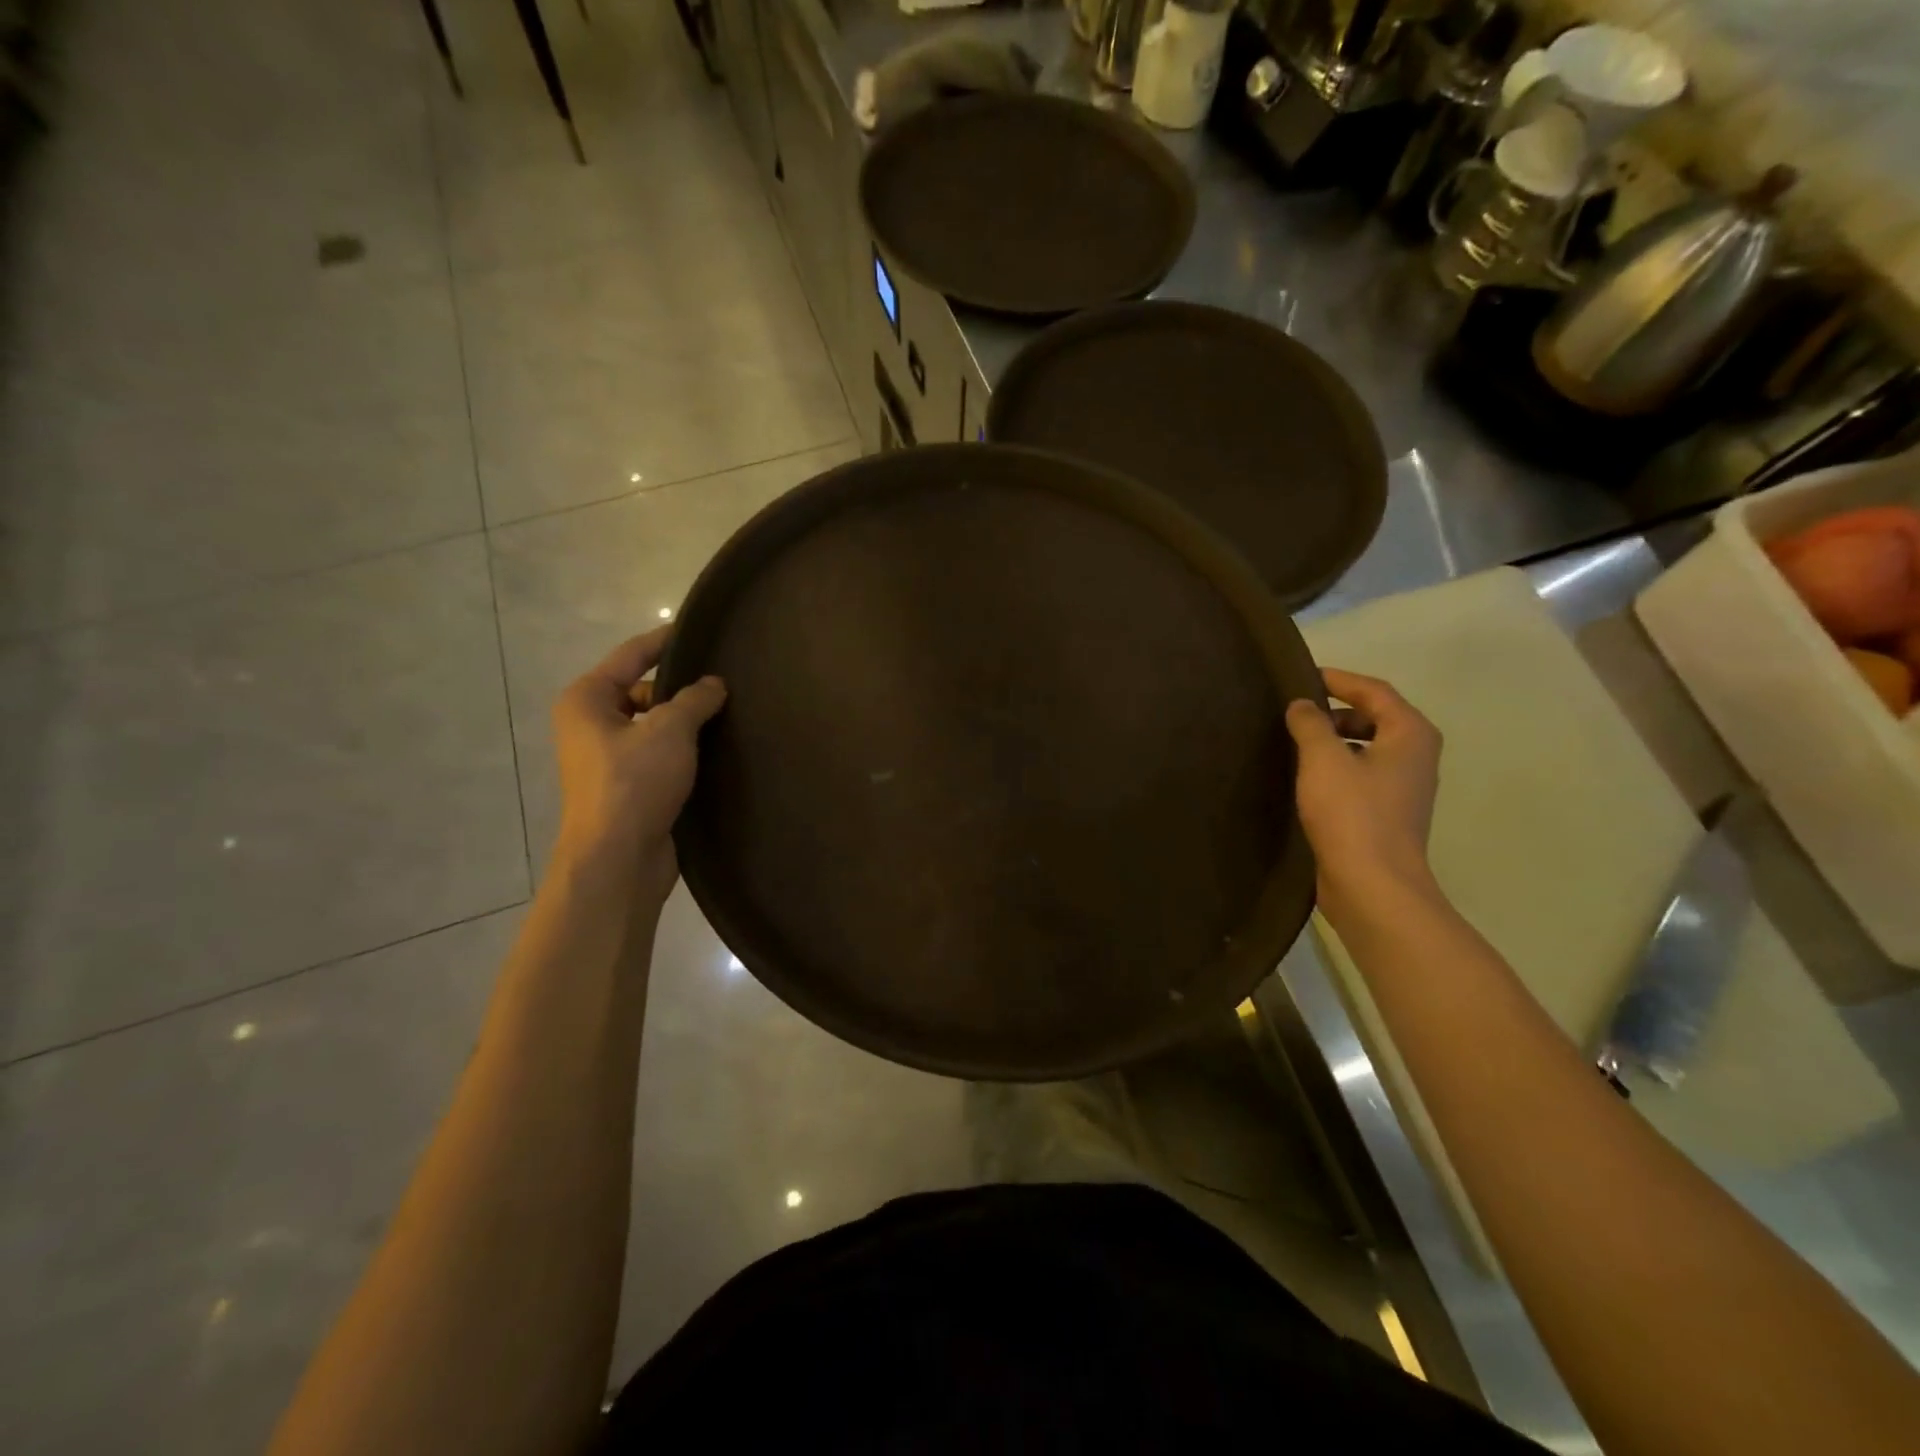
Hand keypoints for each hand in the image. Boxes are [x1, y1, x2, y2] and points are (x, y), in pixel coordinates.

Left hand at [551, 628, 726, 900]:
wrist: (618, 858)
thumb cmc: (634, 783)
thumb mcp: (670, 730)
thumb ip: (694, 699)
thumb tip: (714, 684)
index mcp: (587, 700)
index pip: (631, 655)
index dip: (665, 640)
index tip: (700, 630)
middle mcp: (591, 724)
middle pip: (643, 691)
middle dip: (681, 688)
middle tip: (725, 683)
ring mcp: (608, 758)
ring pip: (654, 725)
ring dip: (686, 722)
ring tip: (729, 715)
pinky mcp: (628, 786)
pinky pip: (659, 754)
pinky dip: (684, 750)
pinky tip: (717, 750)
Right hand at [1285, 668, 1442, 917]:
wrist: (1373, 886)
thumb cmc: (1352, 814)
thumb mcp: (1323, 759)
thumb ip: (1310, 723)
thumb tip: (1302, 705)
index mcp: (1410, 734)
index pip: (1374, 690)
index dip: (1338, 679)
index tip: (1302, 676)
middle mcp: (1414, 756)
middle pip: (1374, 717)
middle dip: (1334, 711)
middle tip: (1293, 711)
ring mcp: (1402, 788)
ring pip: (1365, 748)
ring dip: (1332, 741)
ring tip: (1292, 742)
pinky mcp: (1385, 814)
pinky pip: (1359, 775)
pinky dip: (1335, 768)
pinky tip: (1303, 778)